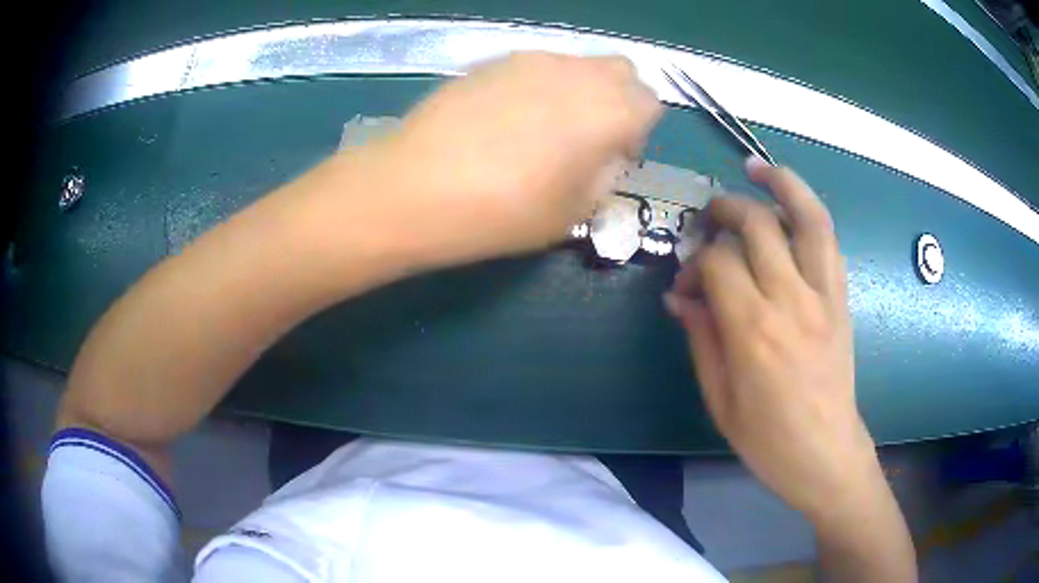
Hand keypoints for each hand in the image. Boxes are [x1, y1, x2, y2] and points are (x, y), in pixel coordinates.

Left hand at [357, 51, 661, 266]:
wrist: (418, 188)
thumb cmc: (505, 211)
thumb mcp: (575, 212)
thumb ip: (606, 175)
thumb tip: (606, 154)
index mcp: (610, 109)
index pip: (651, 102)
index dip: (639, 130)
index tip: (613, 156)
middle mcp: (578, 72)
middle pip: (620, 71)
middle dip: (616, 99)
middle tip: (587, 137)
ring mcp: (532, 60)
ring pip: (576, 65)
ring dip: (576, 90)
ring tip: (540, 129)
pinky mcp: (492, 61)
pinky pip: (533, 67)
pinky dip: (537, 87)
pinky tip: (502, 120)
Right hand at [665, 158, 881, 522]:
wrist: (826, 453)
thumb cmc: (768, 439)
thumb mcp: (720, 399)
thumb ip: (702, 339)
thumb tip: (681, 297)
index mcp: (753, 332)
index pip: (718, 263)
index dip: (695, 263)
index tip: (686, 284)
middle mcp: (791, 300)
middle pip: (756, 226)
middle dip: (725, 209)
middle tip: (708, 217)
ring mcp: (823, 294)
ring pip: (806, 216)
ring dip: (780, 184)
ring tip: (756, 167)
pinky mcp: (841, 297)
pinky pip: (828, 239)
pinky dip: (808, 209)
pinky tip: (790, 202)